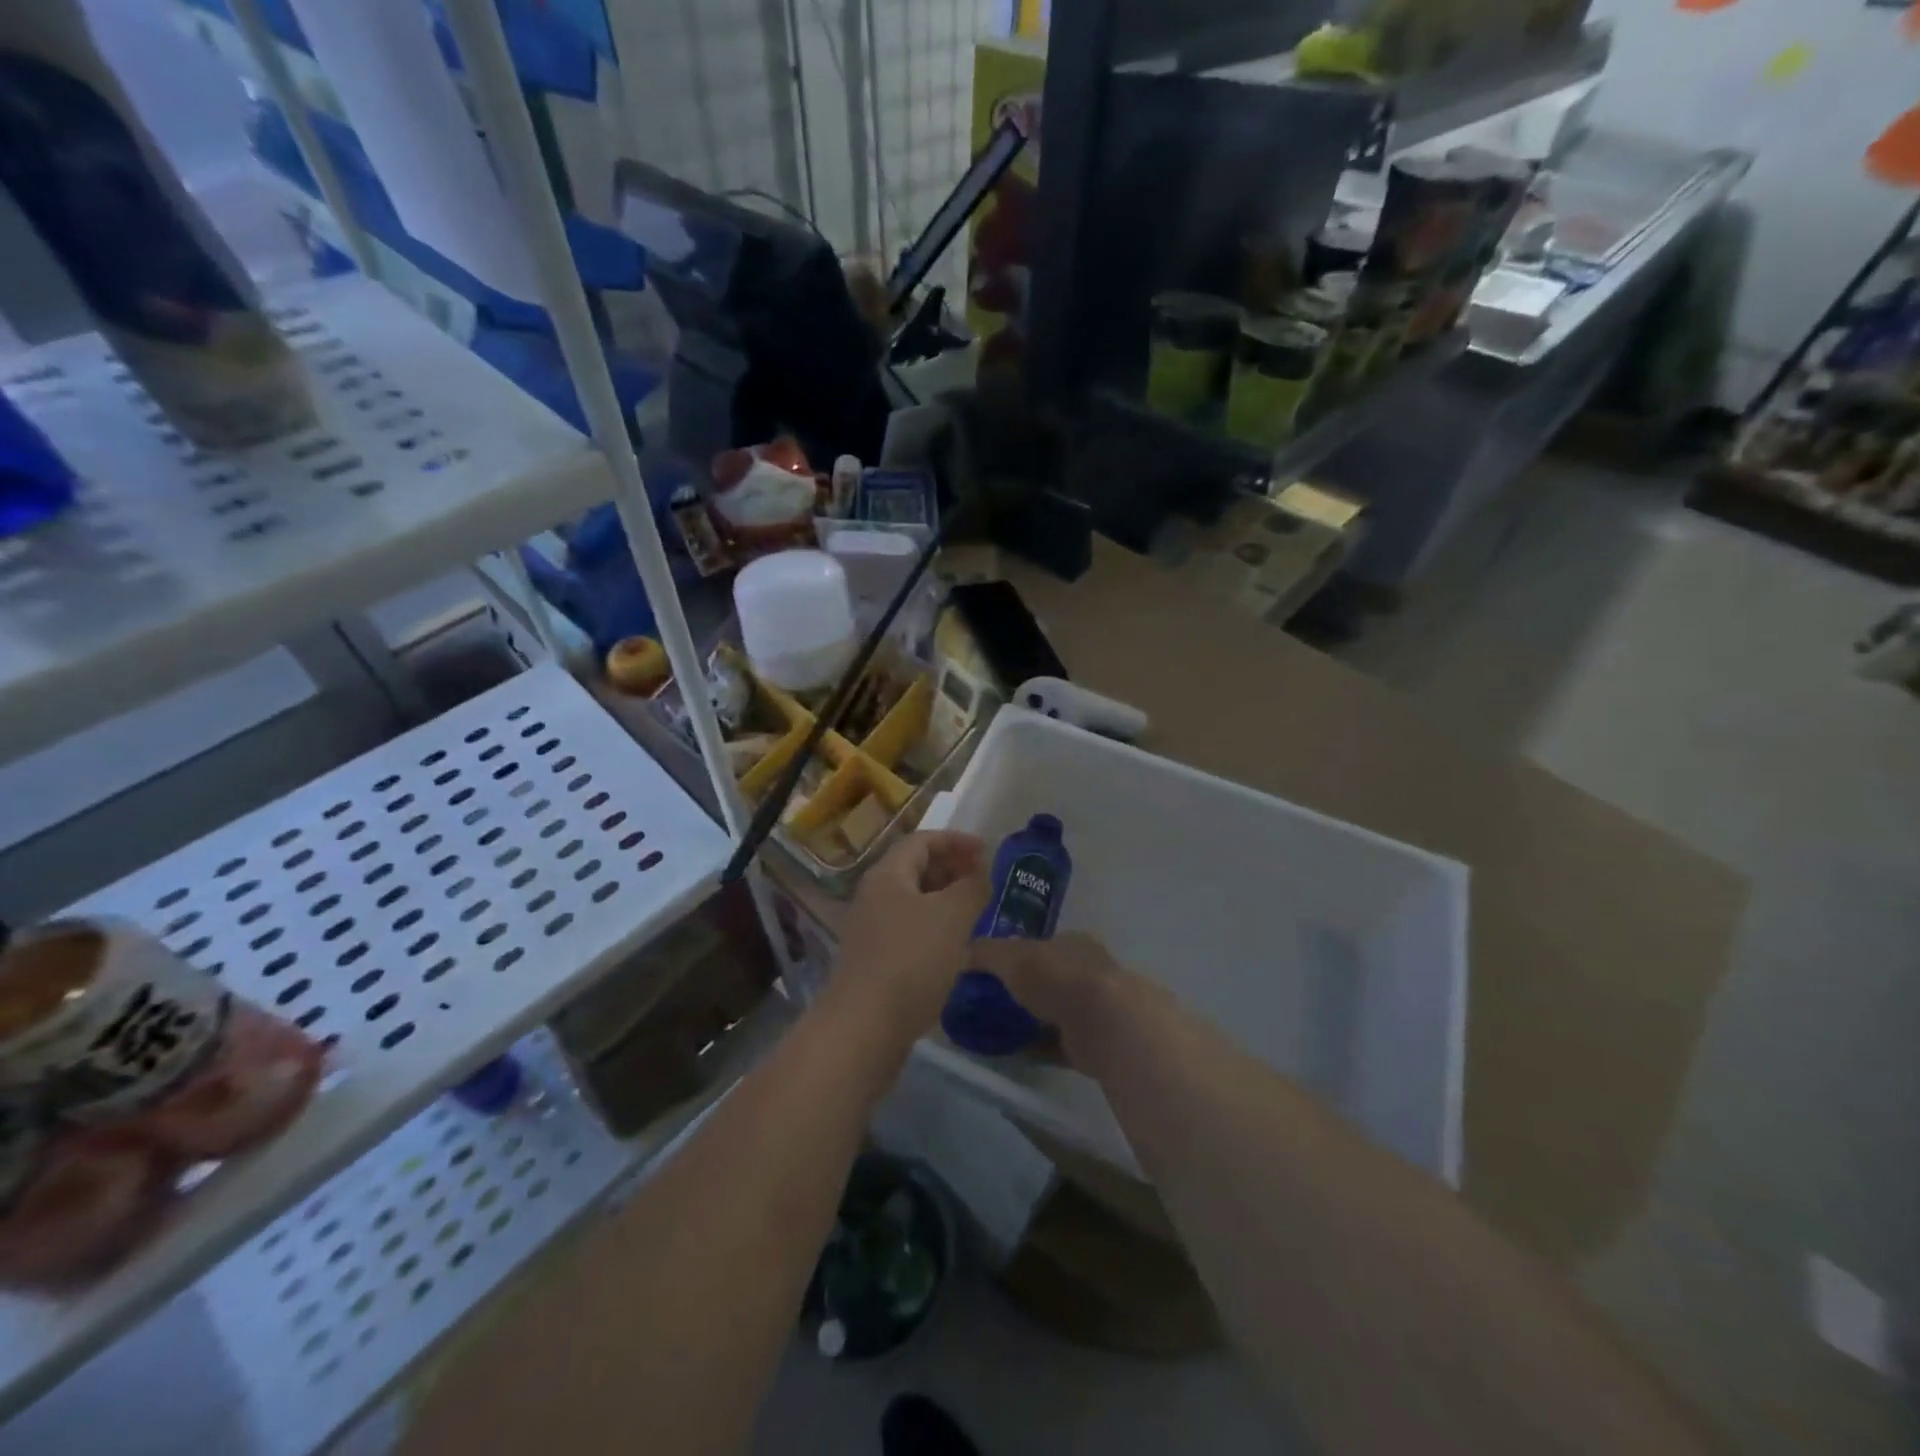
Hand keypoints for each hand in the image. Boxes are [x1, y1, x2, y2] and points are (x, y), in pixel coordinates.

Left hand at [829, 832, 990, 1043]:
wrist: (865, 1027)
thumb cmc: (912, 959)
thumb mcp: (952, 916)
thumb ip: (973, 887)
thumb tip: (981, 875)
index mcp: (887, 875)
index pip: (922, 840)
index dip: (956, 840)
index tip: (987, 851)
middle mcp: (874, 896)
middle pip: (915, 868)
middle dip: (952, 869)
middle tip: (983, 882)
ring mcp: (872, 929)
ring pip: (914, 902)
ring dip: (946, 900)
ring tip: (976, 913)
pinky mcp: (876, 960)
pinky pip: (911, 929)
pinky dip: (936, 928)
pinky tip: (956, 948)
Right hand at [968, 933, 1130, 1066]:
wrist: (1105, 1026)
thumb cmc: (1058, 978)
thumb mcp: (1012, 957)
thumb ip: (986, 953)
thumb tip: (964, 956)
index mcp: (1074, 943)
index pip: (1043, 944)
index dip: (1019, 954)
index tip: (994, 970)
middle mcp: (1088, 971)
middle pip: (1050, 978)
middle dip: (1025, 988)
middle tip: (991, 1001)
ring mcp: (1094, 1008)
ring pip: (1055, 1011)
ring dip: (1031, 1020)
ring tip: (997, 1029)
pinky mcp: (1093, 1042)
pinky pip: (1058, 1043)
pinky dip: (1037, 1048)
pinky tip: (1013, 1053)